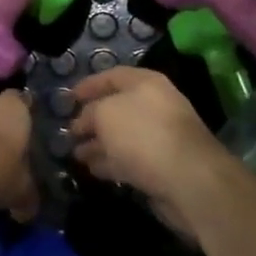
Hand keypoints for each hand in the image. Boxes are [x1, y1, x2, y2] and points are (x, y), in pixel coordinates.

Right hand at [70, 68, 228, 244]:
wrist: (188, 179)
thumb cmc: (143, 135)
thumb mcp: (106, 114)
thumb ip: (89, 113)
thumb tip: (82, 123)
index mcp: (145, 84)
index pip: (112, 76)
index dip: (88, 85)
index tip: (67, 98)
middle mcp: (154, 106)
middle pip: (117, 108)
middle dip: (91, 119)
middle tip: (68, 131)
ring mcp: (159, 137)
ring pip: (121, 136)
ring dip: (98, 144)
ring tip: (74, 154)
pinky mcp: (160, 165)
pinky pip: (128, 159)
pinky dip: (109, 162)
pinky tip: (92, 169)